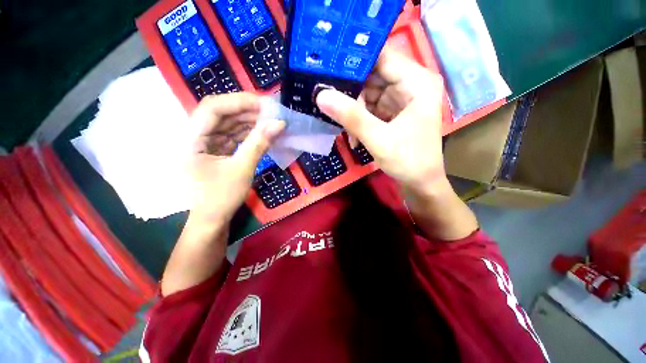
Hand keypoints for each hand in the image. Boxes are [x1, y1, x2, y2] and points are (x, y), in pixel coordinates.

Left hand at [188, 92, 284, 222]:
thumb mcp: (242, 169)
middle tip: (272, 112)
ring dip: (250, 122)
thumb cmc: (221, 198)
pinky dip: (249, 134)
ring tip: (271, 121)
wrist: (212, 220)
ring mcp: (207, 144)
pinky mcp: (218, 151)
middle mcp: (196, 136)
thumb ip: (259, 143)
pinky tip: (264, 133)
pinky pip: (234, 136)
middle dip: (247, 111)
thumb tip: (279, 124)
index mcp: (192, 139)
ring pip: (229, 124)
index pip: (213, 108)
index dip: (239, 101)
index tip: (264, 104)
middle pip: (221, 114)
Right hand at [316, 47, 445, 192]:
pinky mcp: (394, 112)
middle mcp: (411, 84)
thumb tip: (321, 95)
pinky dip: (360, 120)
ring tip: (345, 129)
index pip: (381, 57)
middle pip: (373, 76)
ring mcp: (402, 99)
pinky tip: (353, 136)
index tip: (328, 69)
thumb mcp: (378, 139)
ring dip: (354, 111)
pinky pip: (371, 108)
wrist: (421, 184)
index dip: (354, 61)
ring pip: (369, 94)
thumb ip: (351, 117)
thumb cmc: (408, 161)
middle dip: (351, 92)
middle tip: (329, 103)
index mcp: (417, 82)